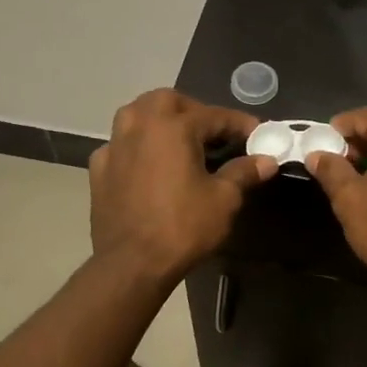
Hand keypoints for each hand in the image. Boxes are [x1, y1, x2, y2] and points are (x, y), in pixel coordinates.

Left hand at [89, 90, 275, 283]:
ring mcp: (114, 146)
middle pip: (167, 100)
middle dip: (193, 109)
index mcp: (173, 127)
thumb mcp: (224, 200)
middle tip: (213, 132)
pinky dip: (136, 146)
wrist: (131, 265)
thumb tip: (266, 160)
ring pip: (135, 114)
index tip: (258, 133)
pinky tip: (147, 165)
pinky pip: (119, 144)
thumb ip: (244, 172)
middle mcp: (140, 126)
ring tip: (178, 140)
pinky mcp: (99, 170)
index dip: (239, 123)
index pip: (214, 115)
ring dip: (159, 119)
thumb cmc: (183, 227)